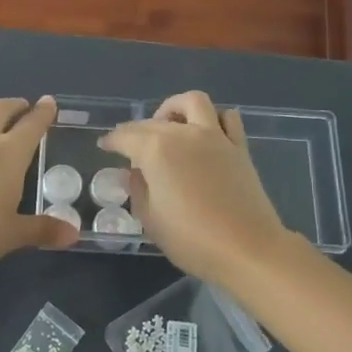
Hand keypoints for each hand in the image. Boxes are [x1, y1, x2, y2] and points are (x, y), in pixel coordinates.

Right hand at [99, 91, 296, 283]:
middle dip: (136, 130)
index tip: (104, 146)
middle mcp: (184, 134)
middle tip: (130, 147)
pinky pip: (227, 118)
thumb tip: (134, 172)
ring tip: (168, 125)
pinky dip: (214, 119)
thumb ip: (137, 189)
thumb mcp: (151, 219)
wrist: (247, 249)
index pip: (126, 136)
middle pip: (153, 121)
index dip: (112, 140)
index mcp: (156, 150)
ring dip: (175, 108)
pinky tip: (206, 134)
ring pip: (192, 102)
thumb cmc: (191, 239)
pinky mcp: (239, 147)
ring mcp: (215, 136)